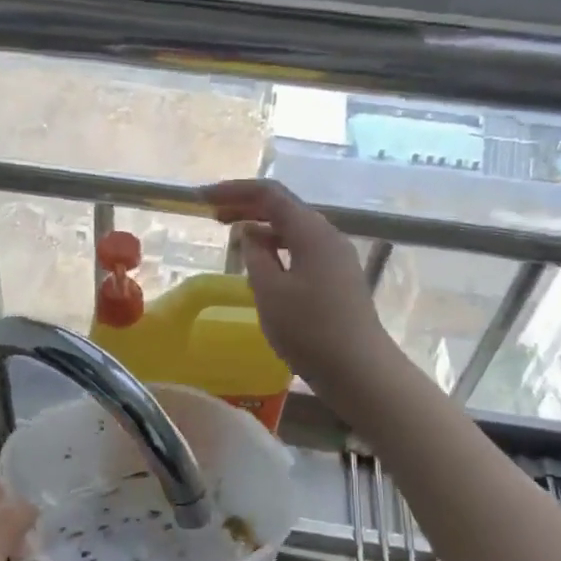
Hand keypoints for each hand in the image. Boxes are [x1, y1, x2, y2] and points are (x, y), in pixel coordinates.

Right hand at [202, 179, 393, 393]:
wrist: (359, 370)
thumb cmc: (310, 330)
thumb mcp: (270, 292)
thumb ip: (255, 256)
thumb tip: (250, 234)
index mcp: (311, 232)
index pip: (269, 194)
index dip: (233, 191)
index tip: (202, 197)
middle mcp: (327, 236)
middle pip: (283, 208)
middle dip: (246, 206)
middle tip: (212, 215)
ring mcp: (336, 258)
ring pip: (293, 230)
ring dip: (262, 228)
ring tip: (233, 238)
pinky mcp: (337, 279)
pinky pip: (301, 251)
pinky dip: (277, 249)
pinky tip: (262, 266)